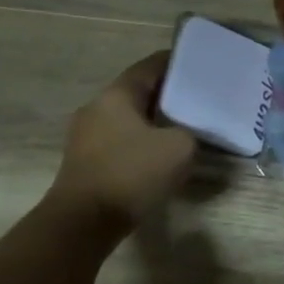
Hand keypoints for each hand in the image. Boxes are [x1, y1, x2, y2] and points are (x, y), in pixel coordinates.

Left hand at [48, 53, 196, 233]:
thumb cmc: (132, 173)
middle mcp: (97, 108)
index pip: (149, 67)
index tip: (197, 64)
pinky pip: (121, 141)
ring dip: (153, 121)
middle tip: (196, 99)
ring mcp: (86, 136)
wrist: (85, 220)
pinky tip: (160, 155)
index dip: (174, 63)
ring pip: (128, 119)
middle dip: (166, 95)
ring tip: (182, 128)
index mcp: (116, 95)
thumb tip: (184, 134)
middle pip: (137, 92)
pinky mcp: (86, 161)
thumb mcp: (179, 148)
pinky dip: (141, 142)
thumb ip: (189, 132)